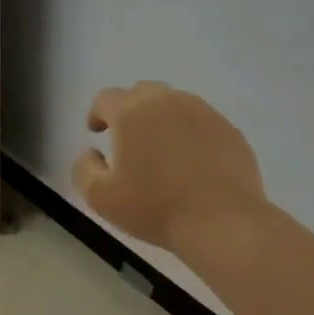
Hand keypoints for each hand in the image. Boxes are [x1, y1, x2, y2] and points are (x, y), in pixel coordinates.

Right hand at [71, 83, 267, 254]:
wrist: (221, 221)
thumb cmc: (154, 208)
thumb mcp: (100, 197)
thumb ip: (84, 168)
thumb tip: (90, 153)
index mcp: (133, 112)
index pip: (106, 98)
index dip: (97, 113)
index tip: (96, 132)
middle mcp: (168, 102)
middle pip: (142, 93)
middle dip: (129, 110)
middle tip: (126, 139)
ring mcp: (204, 113)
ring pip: (174, 104)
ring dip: (160, 120)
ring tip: (158, 150)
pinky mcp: (229, 130)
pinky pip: (200, 123)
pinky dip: (188, 134)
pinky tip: (189, 163)